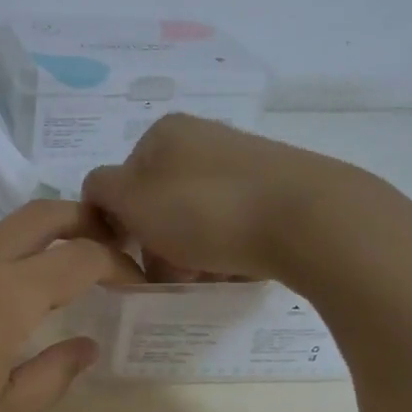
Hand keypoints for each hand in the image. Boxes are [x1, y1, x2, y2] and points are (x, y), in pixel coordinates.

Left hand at [0, 201, 138, 411]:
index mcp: (2, 295)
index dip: (119, 264)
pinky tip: (9, 297)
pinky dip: (6, 256)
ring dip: (42, 237)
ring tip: (69, 273)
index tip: (140, 284)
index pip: (79, 257)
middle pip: (39, 215)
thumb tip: (85, 345)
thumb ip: (52, 376)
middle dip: (85, 220)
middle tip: (116, 247)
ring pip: (1, 230)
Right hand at [81, 114, 401, 291]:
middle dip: (160, 244)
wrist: (310, 220)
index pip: (120, 182)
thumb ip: (101, 191)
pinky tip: (238, 270)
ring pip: (196, 217)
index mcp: (164, 132)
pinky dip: (228, 249)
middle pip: (160, 203)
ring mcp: (244, 161)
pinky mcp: (279, 187)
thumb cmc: (205, 209)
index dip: (120, 225)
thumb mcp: (132, 200)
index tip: (134, 259)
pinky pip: (235, 223)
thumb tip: (101, 194)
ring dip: (191, 253)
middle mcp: (203, 137)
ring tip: (208, 279)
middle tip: (173, 277)